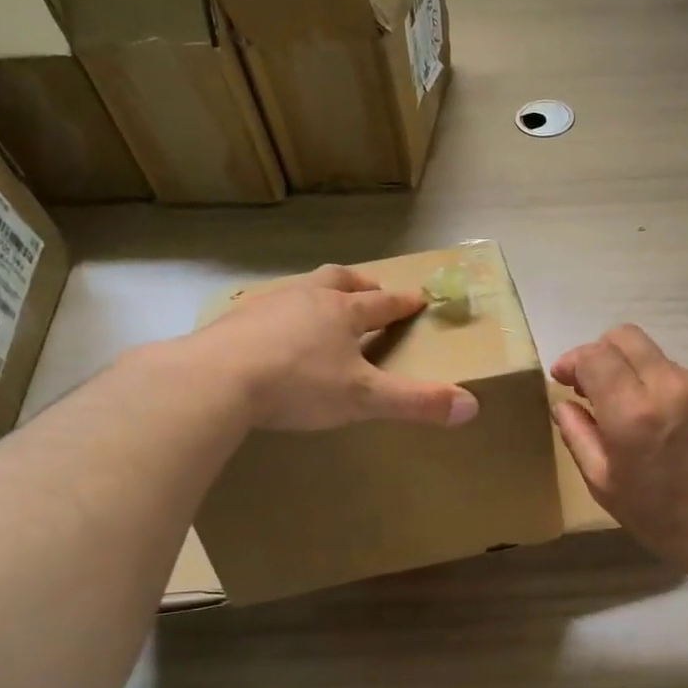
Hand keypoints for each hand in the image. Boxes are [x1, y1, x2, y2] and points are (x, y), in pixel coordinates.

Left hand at [193, 266, 479, 431]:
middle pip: (340, 281)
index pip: (383, 303)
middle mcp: (308, 298)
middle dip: (361, 284)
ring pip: (301, 288)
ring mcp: (267, 305)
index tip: (419, 297)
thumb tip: (472, 407)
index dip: (403, 302)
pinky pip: (265, 307)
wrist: (214, 380)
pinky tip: (272, 332)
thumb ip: (416, 402)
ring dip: (318, 293)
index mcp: (343, 312)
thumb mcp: (364, 398)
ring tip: (322, 308)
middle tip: (371, 290)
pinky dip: (280, 313)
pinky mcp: (234, 320)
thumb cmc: (298, 385)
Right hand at [551, 326, 687, 580]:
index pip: (594, 356)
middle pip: (626, 337)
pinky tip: (684, 428)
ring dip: (643, 379)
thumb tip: (565, 402)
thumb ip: (578, 435)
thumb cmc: (662, 517)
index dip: (574, 361)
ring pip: (659, 360)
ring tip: (651, 419)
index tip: (566, 378)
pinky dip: (677, 394)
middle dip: (604, 354)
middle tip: (600, 385)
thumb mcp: (604, 484)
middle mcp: (671, 387)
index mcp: (632, 414)